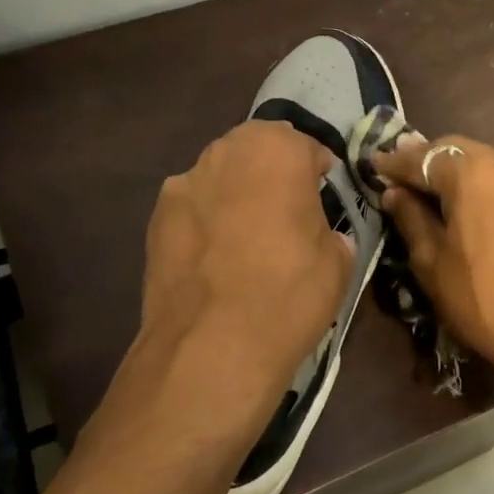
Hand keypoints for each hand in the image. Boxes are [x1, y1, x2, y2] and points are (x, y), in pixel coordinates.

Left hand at [127, 121, 350, 431]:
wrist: (212, 347)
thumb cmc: (289, 293)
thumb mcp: (338, 263)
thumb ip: (331, 232)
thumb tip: (322, 236)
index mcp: (276, 150)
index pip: (306, 146)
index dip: (318, 172)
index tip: (325, 196)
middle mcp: (224, 153)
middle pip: (256, 151)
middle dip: (273, 173)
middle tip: (288, 213)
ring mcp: (182, 184)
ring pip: (220, 177)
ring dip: (237, 195)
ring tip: (248, 239)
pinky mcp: (154, 220)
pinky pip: (193, 209)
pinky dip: (207, 222)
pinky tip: (216, 260)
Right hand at [370, 134, 493, 388]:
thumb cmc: (483, 297)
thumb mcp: (432, 261)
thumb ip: (411, 218)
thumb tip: (395, 193)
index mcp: (472, 172)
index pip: (422, 158)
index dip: (394, 164)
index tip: (373, 165)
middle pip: (454, 150)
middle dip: (424, 159)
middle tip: (399, 174)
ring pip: (482, 160)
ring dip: (453, 168)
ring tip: (429, 186)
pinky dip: (478, 181)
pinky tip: (465, 201)